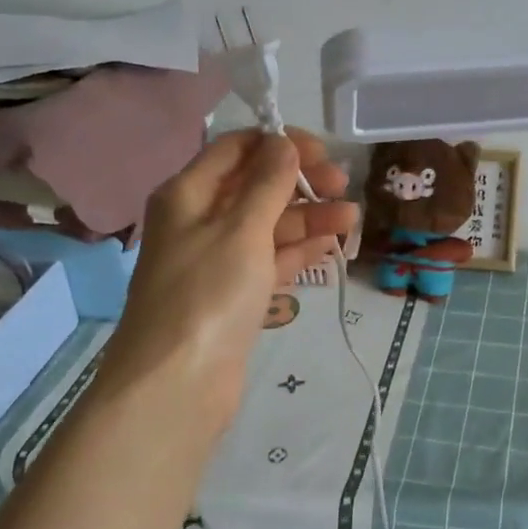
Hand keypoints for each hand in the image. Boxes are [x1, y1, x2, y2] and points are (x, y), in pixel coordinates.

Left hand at [94, 128, 356, 438]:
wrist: (176, 386)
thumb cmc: (207, 295)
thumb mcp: (240, 230)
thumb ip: (267, 184)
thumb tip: (284, 142)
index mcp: (188, 194)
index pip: (236, 149)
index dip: (279, 143)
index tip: (323, 152)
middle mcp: (199, 220)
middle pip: (255, 186)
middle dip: (300, 181)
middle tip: (343, 186)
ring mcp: (217, 260)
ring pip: (267, 225)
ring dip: (307, 217)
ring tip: (351, 219)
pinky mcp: (234, 295)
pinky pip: (270, 260)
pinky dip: (298, 251)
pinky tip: (330, 245)